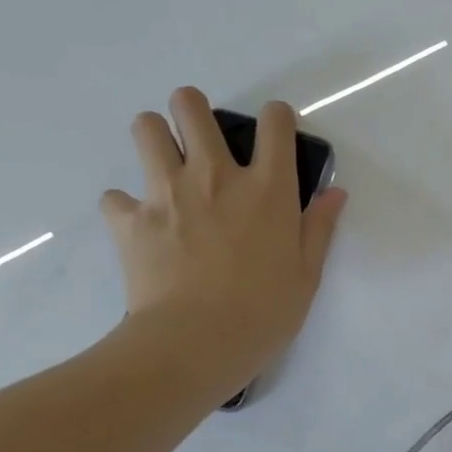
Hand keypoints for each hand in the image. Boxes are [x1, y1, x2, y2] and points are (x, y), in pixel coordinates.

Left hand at [99, 87, 346, 406]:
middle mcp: (216, 176)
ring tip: (165, 166)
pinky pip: (116, 196)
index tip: (275, 133)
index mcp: (268, 188)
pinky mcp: (129, 220)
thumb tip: (335, 193)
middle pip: (191, 107)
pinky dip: (127, 206)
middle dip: (193, 110)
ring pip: (146, 129)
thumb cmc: (264, 312)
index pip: (274, 122)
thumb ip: (319, 227)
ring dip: (155, 138)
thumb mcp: (308, 274)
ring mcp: (167, 193)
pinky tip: (141, 226)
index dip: (276, 118)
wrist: (195, 344)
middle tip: (200, 139)